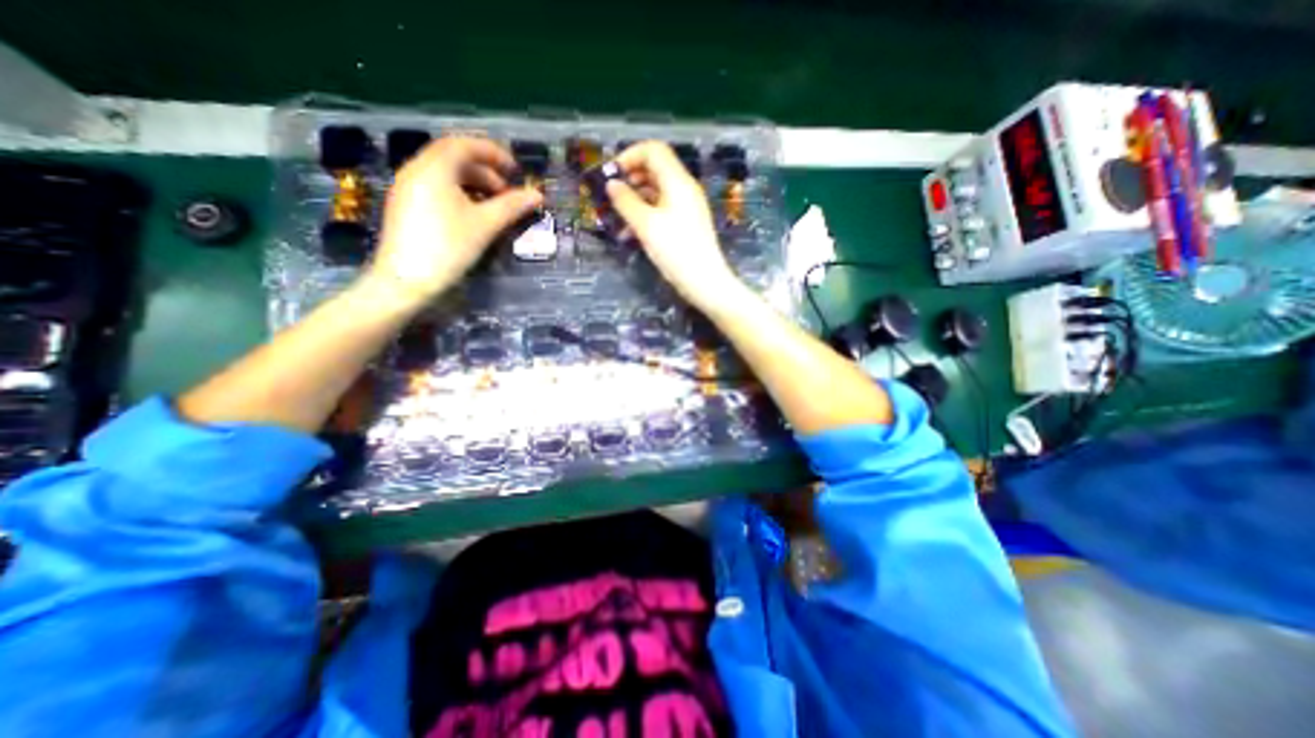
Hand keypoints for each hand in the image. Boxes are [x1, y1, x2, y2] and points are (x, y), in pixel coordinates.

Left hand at [368, 136, 541, 305]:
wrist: (406, 280)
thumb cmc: (448, 247)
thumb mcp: (485, 225)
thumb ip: (511, 206)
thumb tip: (537, 195)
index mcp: (434, 168)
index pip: (465, 144)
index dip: (494, 153)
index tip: (515, 170)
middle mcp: (417, 169)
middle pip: (454, 157)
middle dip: (486, 170)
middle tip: (508, 192)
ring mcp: (408, 187)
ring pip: (445, 173)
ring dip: (474, 183)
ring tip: (494, 205)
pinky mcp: (406, 205)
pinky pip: (436, 187)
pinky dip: (459, 192)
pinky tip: (473, 214)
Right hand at [602, 142, 736, 306]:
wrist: (704, 282)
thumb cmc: (676, 252)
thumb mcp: (646, 226)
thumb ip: (625, 201)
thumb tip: (611, 184)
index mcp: (678, 182)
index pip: (653, 151)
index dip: (629, 156)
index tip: (610, 175)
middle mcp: (684, 189)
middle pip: (654, 169)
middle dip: (629, 179)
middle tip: (611, 196)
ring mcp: (686, 207)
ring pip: (656, 192)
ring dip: (634, 199)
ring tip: (617, 218)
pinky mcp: (685, 224)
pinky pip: (662, 209)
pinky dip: (645, 214)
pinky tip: (630, 233)